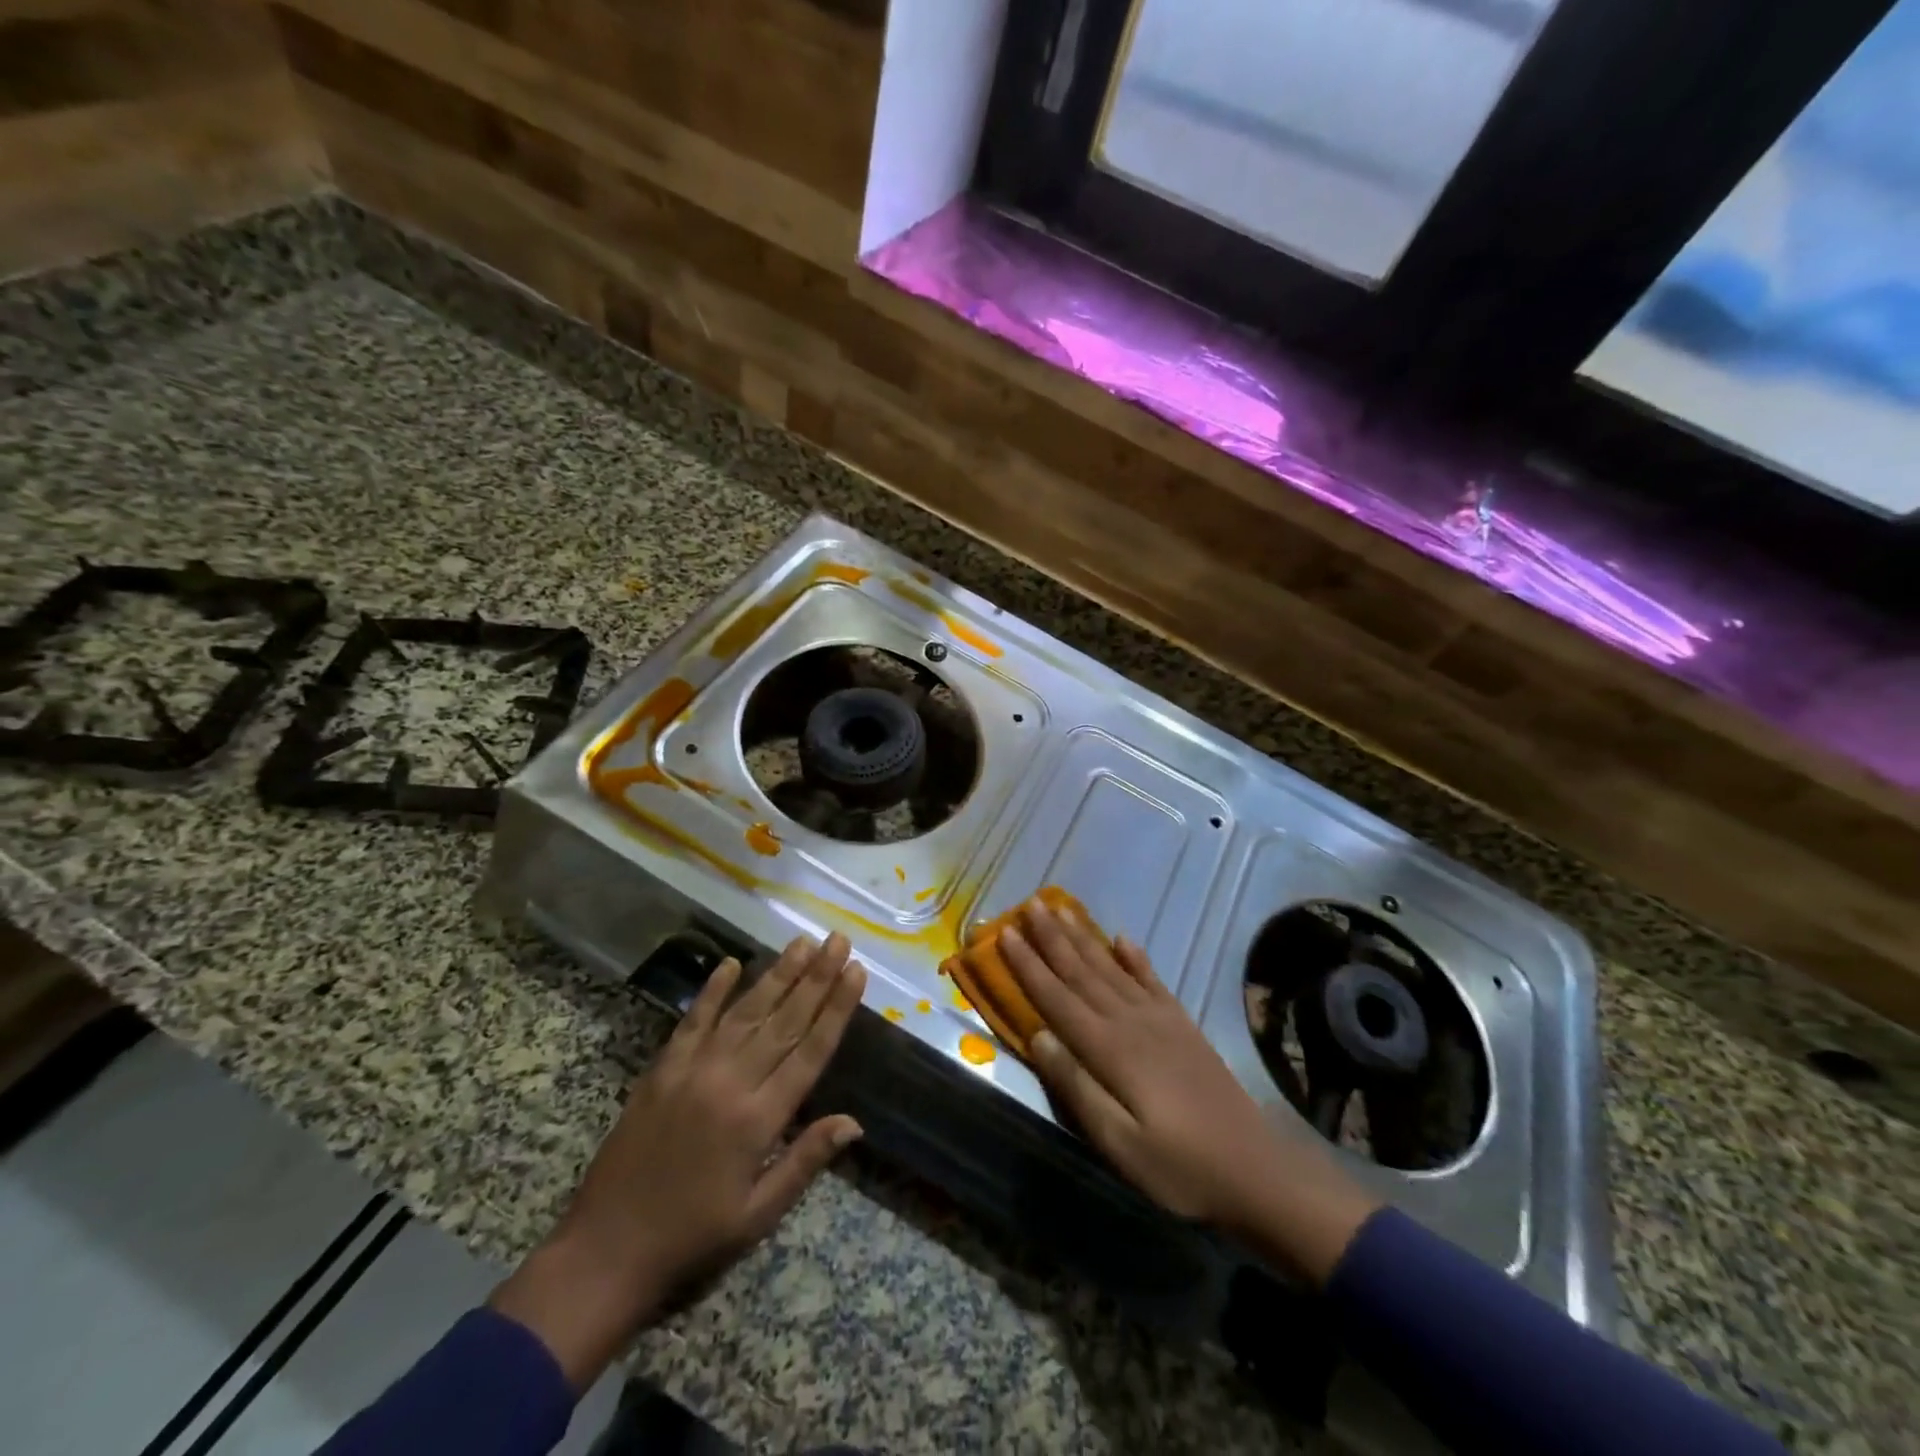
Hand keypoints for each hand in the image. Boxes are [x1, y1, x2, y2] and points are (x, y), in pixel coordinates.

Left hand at [491, 933, 866, 1386]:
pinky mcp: (662, 1070)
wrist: (605, 1251)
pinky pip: (692, 1021)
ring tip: (802, 943)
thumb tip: (854, 1122)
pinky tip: (731, 962)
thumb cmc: (693, 1238)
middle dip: (816, 978)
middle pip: (784, 1021)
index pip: (810, 1051)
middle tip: (838, 940)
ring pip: (745, 1012)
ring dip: (777, 975)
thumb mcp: (758, 1214)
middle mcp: (730, 1083)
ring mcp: (693, 1071)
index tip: (856, 972)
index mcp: (759, 1120)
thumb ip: (805, 1161)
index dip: (836, 1009)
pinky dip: (712, 990)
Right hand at [1000, 899, 1379, 1284]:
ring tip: (1062, 910)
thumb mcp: (1119, 1143)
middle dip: (1052, 939)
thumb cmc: (1178, 1167)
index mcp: (1109, 1049)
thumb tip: (1038, 1036)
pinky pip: (1152, 980)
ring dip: (1084, 939)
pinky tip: (1122, 938)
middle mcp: (1130, 1022)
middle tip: (1030, 905)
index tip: (1006, 932)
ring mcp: (1160, 1019)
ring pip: (1111, 968)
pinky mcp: (1182, 1025)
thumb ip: (1077, 1087)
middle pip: (1082, 972)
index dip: (1029, 965)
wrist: (1255, 1170)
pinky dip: (1135, 957)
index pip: (1057, 998)